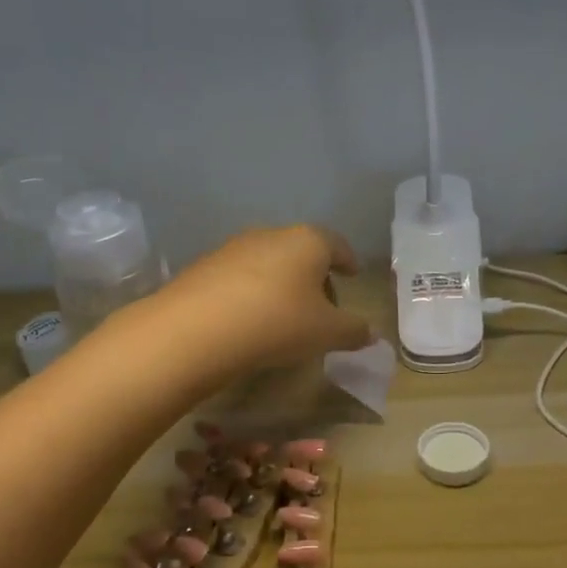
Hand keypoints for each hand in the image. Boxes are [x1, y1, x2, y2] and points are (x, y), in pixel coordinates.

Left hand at [149, 225, 374, 380]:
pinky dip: (252, 294)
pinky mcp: (204, 267)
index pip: (336, 244)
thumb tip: (369, 333)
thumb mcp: (326, 333)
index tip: (353, 273)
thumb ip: (353, 331)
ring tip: (285, 318)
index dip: (348, 260)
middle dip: (315, 276)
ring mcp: (233, 247)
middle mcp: (271, 234)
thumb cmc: (277, 322)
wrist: (197, 329)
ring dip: (281, 285)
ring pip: (269, 263)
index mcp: (308, 241)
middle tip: (322, 307)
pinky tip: (250, 321)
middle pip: (301, 252)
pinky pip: (240, 278)